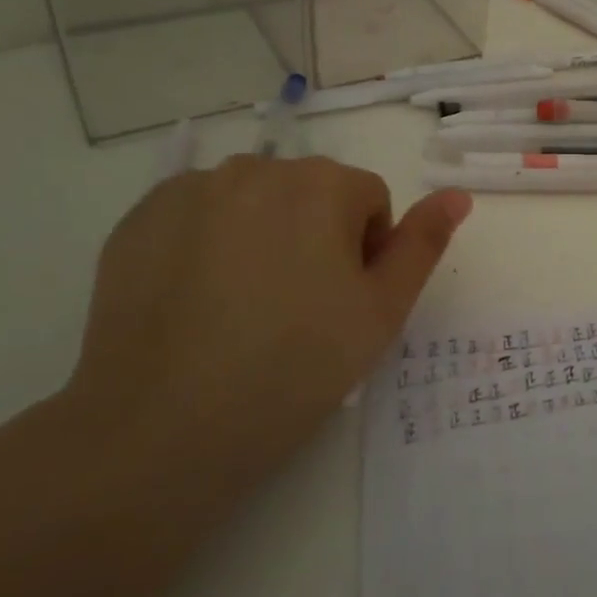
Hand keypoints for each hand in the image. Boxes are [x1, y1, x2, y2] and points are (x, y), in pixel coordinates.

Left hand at [67, 155, 471, 489]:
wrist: (161, 428)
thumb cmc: (294, 367)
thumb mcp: (382, 311)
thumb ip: (424, 244)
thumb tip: (458, 195)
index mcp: (322, 184)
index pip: (369, 201)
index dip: (367, 254)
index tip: (342, 306)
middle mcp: (257, 168)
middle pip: (312, 194)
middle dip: (317, 237)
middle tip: (297, 311)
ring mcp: (190, 190)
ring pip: (255, 201)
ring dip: (264, 235)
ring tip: (244, 308)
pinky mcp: (139, 219)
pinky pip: (198, 215)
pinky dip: (208, 243)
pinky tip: (197, 301)